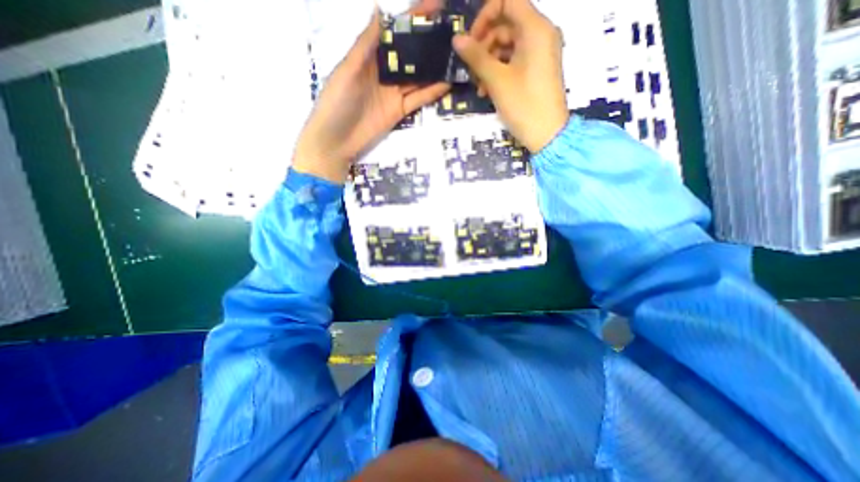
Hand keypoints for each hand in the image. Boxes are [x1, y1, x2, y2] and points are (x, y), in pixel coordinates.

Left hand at [297, 8, 450, 183]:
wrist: (336, 142)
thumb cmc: (336, 102)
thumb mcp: (347, 70)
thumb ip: (365, 44)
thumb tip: (380, 9)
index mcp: (368, 56)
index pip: (394, 33)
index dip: (412, 19)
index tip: (435, 6)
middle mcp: (383, 72)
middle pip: (409, 54)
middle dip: (428, 43)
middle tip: (452, 33)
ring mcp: (393, 93)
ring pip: (417, 77)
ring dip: (434, 67)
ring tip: (455, 55)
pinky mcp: (399, 111)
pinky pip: (417, 99)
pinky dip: (431, 92)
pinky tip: (447, 83)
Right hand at [450, 0, 568, 152]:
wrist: (547, 134)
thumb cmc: (523, 105)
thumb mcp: (497, 80)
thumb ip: (476, 57)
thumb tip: (457, 39)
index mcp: (535, 29)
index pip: (508, 0)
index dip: (485, 15)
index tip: (471, 40)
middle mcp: (540, 34)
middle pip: (506, 24)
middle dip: (484, 44)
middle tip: (470, 68)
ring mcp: (539, 53)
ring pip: (507, 45)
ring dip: (488, 62)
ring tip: (478, 85)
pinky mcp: (536, 70)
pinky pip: (514, 60)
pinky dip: (498, 71)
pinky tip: (487, 90)